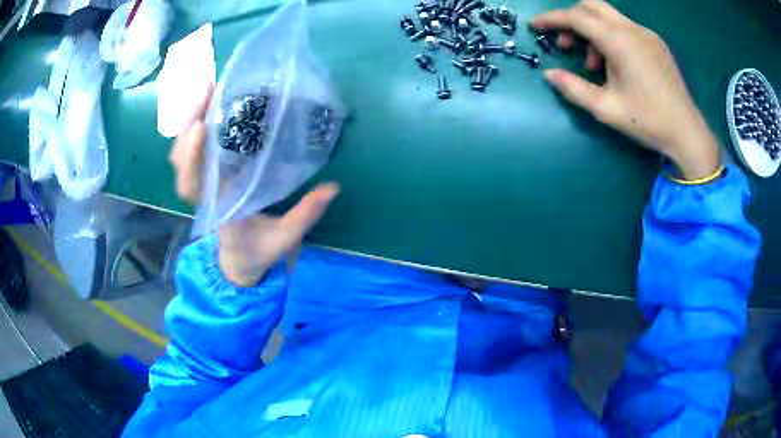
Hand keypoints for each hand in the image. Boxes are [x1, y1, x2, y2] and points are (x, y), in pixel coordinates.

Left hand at [169, 87, 339, 286]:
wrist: (238, 264)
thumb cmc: (258, 252)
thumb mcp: (285, 238)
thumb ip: (306, 214)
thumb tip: (333, 187)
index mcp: (218, 208)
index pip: (194, 182)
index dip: (192, 154)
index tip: (201, 126)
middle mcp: (203, 195)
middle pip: (180, 162)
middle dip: (188, 126)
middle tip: (208, 92)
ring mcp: (202, 186)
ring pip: (180, 156)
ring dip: (188, 123)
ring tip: (207, 93)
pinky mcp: (206, 179)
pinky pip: (190, 155)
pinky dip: (192, 131)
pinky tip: (207, 109)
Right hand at [531, 0, 720, 179]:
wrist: (687, 132)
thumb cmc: (648, 121)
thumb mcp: (606, 109)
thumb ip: (574, 89)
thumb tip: (549, 75)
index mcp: (618, 41)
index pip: (576, 17)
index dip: (551, 19)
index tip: (536, 27)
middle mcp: (632, 29)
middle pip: (591, 6)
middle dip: (572, 19)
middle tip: (566, 44)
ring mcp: (647, 34)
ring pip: (609, 16)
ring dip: (592, 31)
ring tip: (594, 65)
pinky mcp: (656, 43)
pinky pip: (625, 28)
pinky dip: (611, 37)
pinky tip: (615, 63)